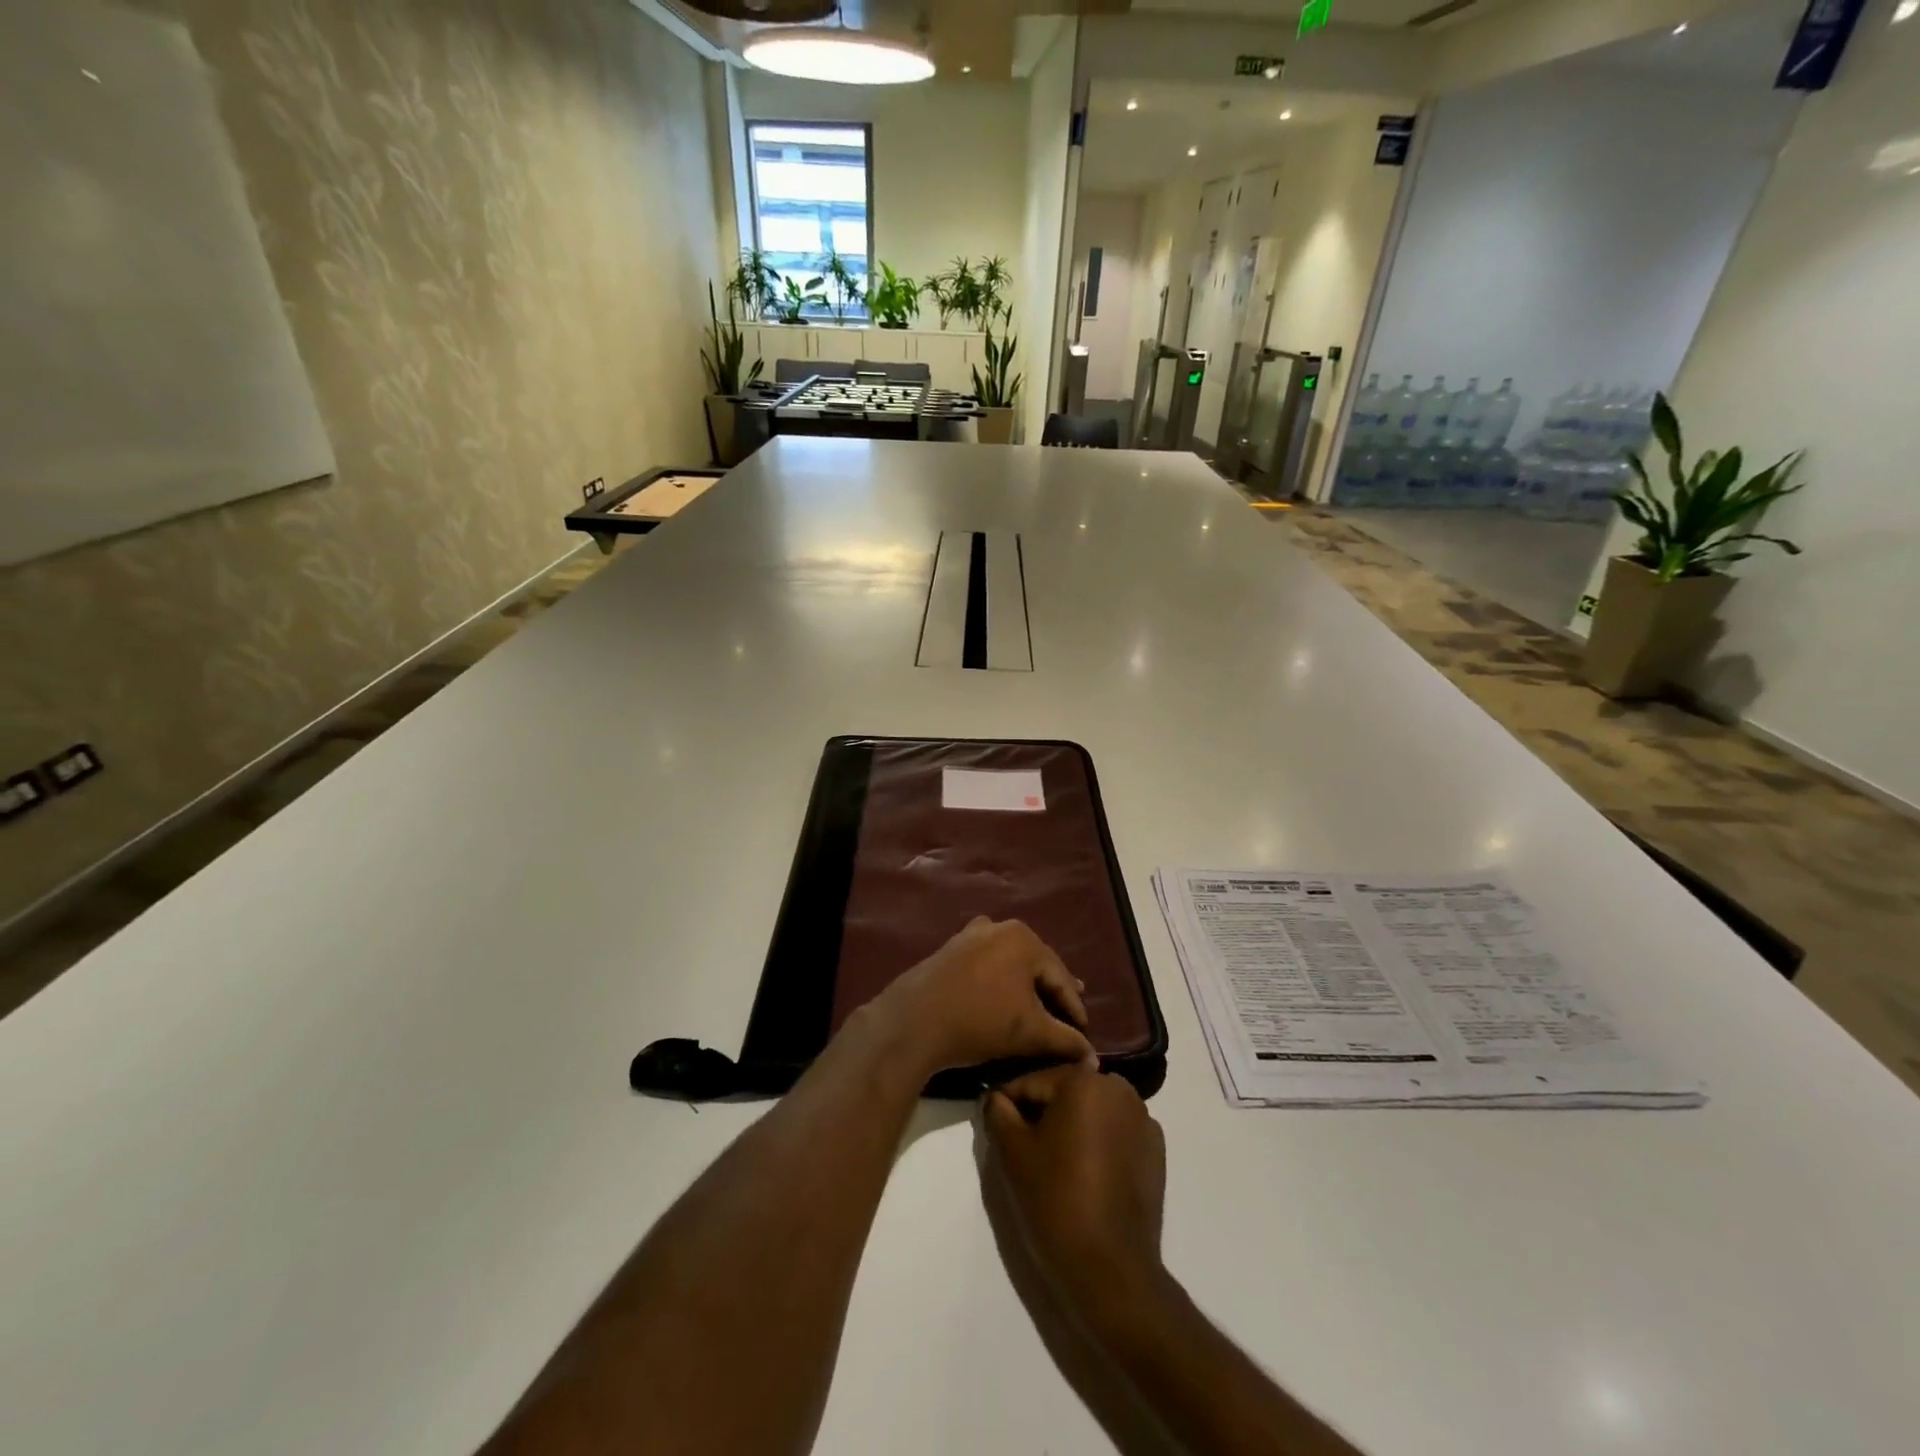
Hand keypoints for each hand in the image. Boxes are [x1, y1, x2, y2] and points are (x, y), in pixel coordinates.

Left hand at [866, 917, 1095, 1077]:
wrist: (914, 1021)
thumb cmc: (980, 1021)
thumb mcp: (1030, 1033)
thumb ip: (1066, 1041)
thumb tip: (1093, 1059)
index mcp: (1024, 939)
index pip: (1061, 978)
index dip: (1075, 1009)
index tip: (1084, 1034)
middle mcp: (1000, 927)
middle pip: (1036, 965)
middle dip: (1051, 993)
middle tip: (1068, 1017)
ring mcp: (971, 935)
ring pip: (1010, 964)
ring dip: (1025, 986)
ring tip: (1039, 1005)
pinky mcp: (951, 949)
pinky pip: (987, 964)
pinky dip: (1000, 981)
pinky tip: (1002, 995)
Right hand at [981, 1064, 1167, 1321]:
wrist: (1110, 1270)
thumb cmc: (1056, 1201)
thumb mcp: (1012, 1153)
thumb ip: (998, 1112)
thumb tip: (996, 1098)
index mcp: (1084, 1081)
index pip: (1032, 1082)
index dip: (1009, 1104)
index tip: (996, 1127)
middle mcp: (1119, 1089)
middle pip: (1065, 1092)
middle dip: (1043, 1113)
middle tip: (1023, 1148)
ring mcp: (1143, 1120)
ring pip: (1091, 1111)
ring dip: (1071, 1126)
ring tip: (1054, 1163)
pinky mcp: (1156, 1151)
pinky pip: (1115, 1133)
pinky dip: (1098, 1143)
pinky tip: (1086, 1175)